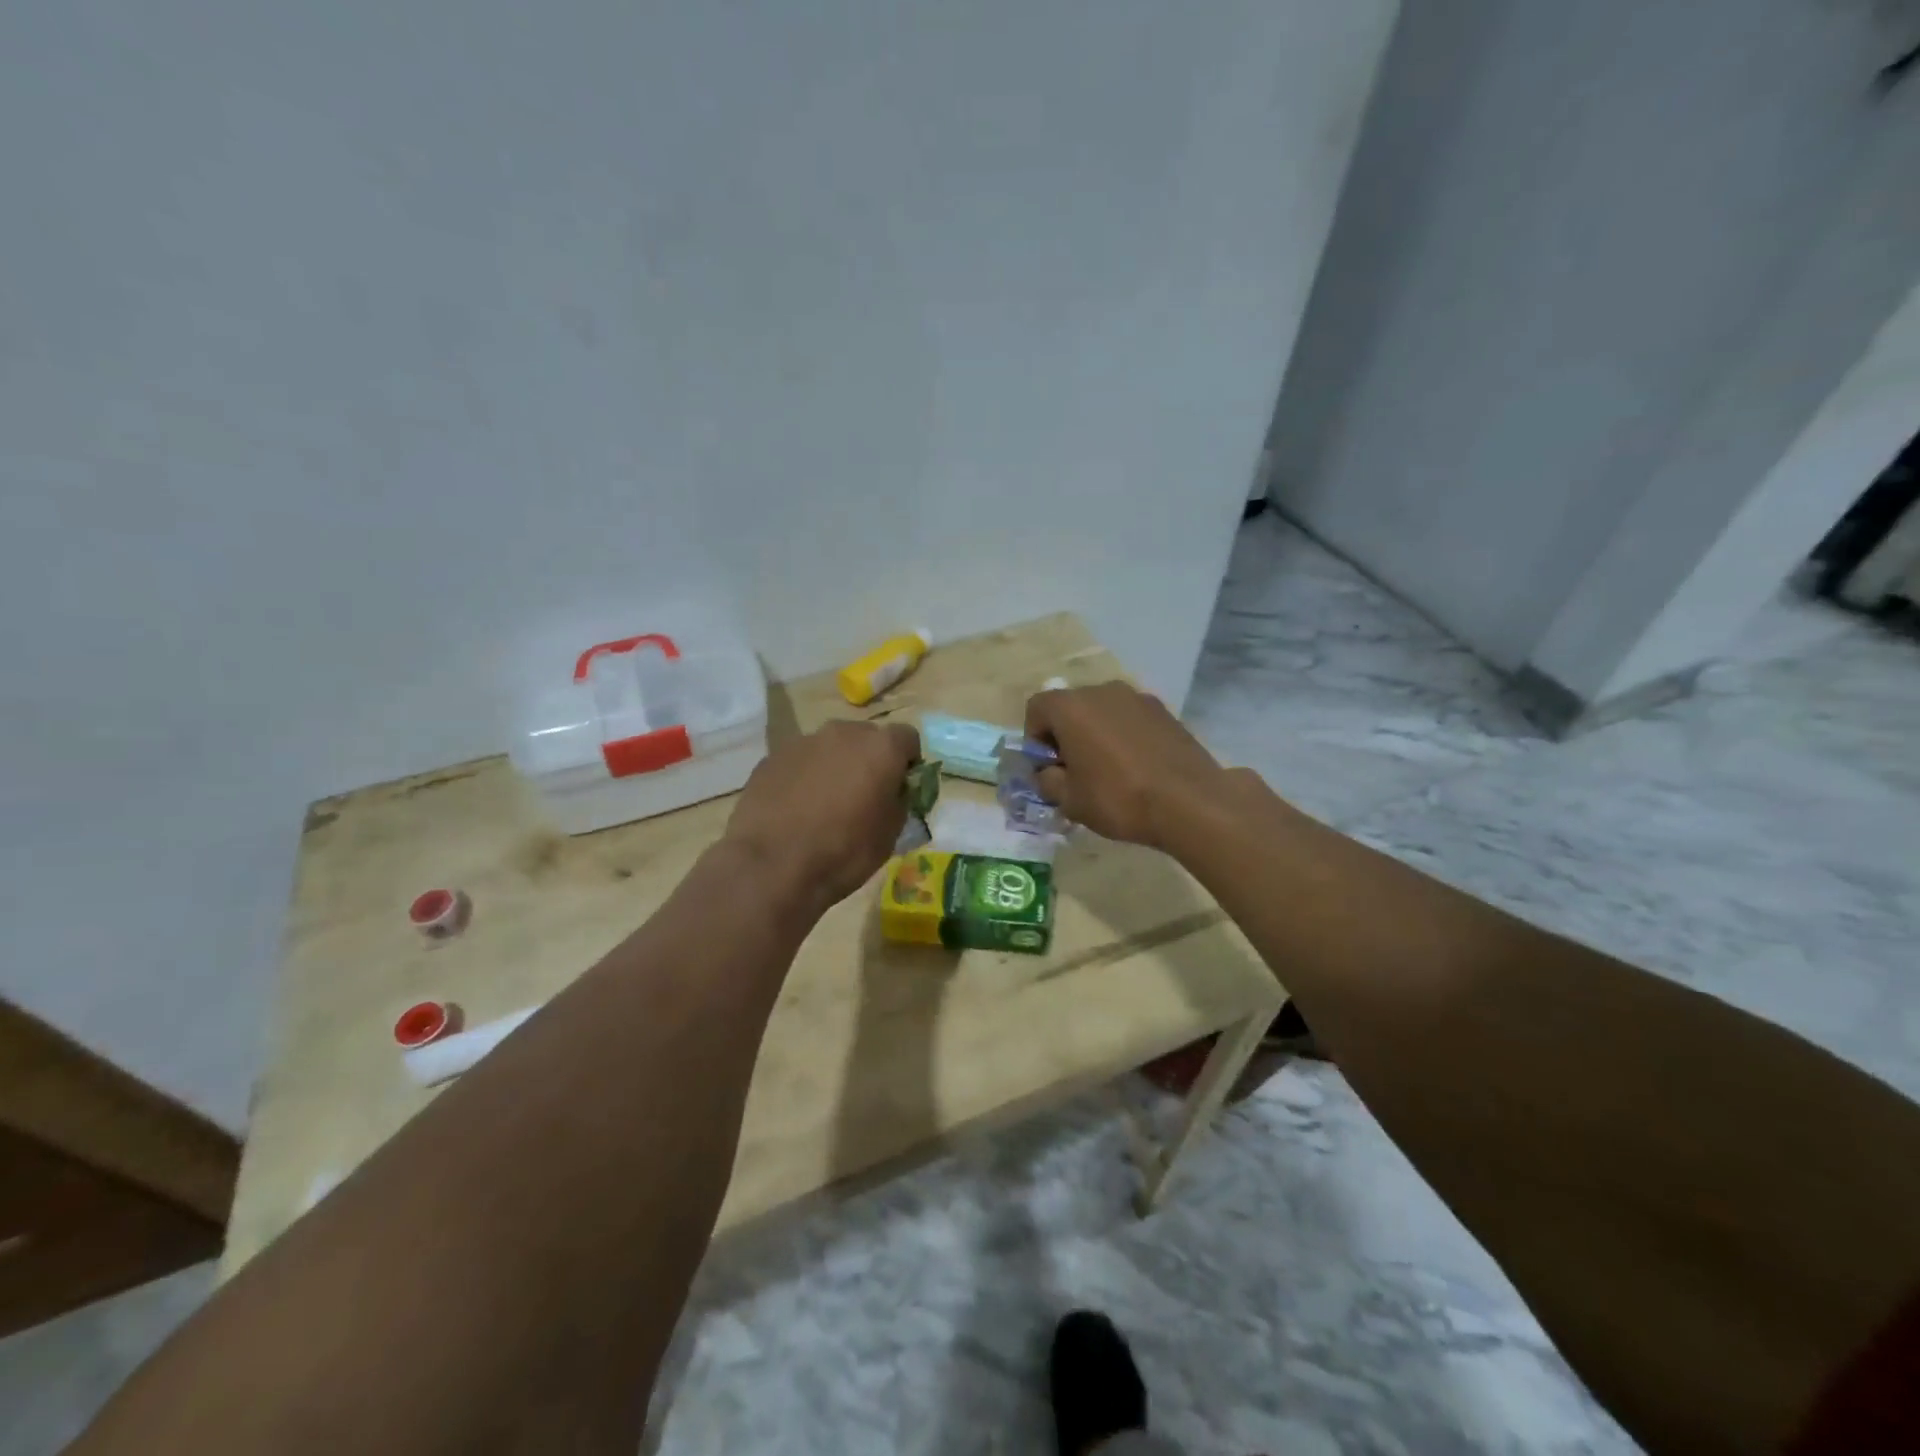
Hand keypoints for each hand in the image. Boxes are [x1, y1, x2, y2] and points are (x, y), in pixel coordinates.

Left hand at [724, 719, 921, 910]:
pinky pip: (799, 761)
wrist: (772, 866)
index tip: (900, 788)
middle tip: (863, 795)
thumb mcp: (890, 834)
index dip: (908, 762)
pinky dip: (804, 777)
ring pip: (830, 748)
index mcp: (880, 748)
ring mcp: (803, 741)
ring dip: (835, 766)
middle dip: (869, 760)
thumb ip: (899, 800)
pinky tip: (795, 809)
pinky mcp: (771, 757)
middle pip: (866, 737)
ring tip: (824, 804)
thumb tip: (892, 791)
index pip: (907, 739)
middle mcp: (843, 733)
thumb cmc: (843, 853)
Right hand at [1023, 681, 1229, 849]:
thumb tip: (1048, 772)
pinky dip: (1123, 736)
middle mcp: (1102, 691)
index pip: (1037, 709)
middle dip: (1065, 735)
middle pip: (1071, 707)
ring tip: (1106, 771)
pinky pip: (1129, 719)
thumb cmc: (1118, 798)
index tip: (1046, 768)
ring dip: (1095, 734)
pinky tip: (1135, 768)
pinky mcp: (1164, 711)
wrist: (1190, 802)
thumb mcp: (1069, 800)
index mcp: (1071, 707)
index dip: (1034, 739)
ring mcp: (1137, 697)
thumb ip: (1048, 781)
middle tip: (1073, 771)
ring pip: (1102, 711)